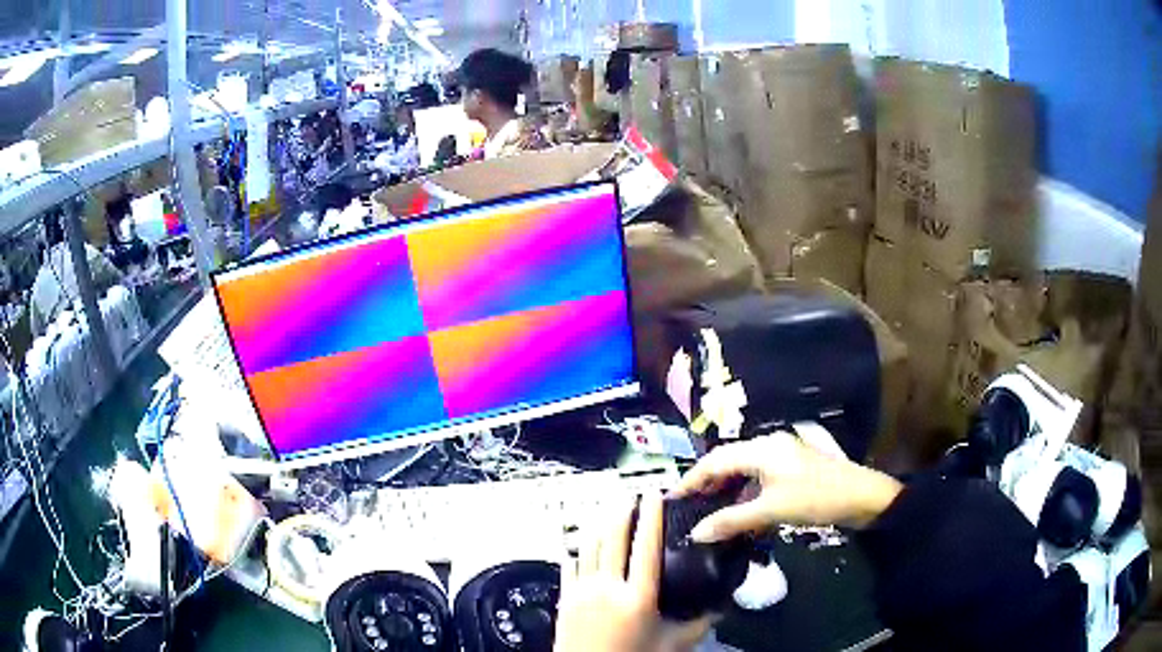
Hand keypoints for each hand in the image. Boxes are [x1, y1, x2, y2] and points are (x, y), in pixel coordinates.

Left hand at [554, 492, 714, 651]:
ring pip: (588, 546)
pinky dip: (578, 550)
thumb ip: (699, 625)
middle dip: (621, 511)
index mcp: (637, 597)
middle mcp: (607, 588)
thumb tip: (721, 608)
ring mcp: (582, 591)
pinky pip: (569, 566)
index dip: (650, 517)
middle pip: (612, 538)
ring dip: (598, 525)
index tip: (653, 496)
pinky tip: (581, 545)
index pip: (646, 547)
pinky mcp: (565, 599)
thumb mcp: (672, 645)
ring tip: (607, 511)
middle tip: (630, 495)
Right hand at [672, 432, 903, 542]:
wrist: (862, 497)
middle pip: (729, 460)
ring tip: (708, 509)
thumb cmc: (815, 498)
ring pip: (744, 469)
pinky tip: (740, 510)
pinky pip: (759, 477)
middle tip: (687, 505)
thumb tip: (696, 533)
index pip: (716, 460)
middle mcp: (770, 445)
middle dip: (707, 483)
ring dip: (727, 488)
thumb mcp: (771, 511)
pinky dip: (745, 492)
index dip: (692, 478)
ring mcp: (783, 456)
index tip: (671, 497)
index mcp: (763, 448)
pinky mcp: (793, 469)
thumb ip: (732, 520)